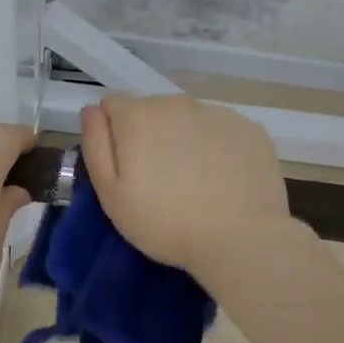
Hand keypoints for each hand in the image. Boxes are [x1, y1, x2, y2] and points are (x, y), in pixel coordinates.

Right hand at [80, 94, 291, 279]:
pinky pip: (221, 130)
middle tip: (160, 180)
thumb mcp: (111, 194)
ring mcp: (218, 113)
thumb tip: (92, 110)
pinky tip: (223, 179)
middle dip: (150, 135)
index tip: (125, 166)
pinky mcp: (250, 128)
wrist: (240, 239)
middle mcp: (177, 103)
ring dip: (184, 138)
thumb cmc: (165, 223)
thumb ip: (96, 145)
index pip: (113, 104)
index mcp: (138, 116)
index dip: (113, 133)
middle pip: (152, 109)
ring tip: (195, 181)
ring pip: (188, 118)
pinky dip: (217, 147)